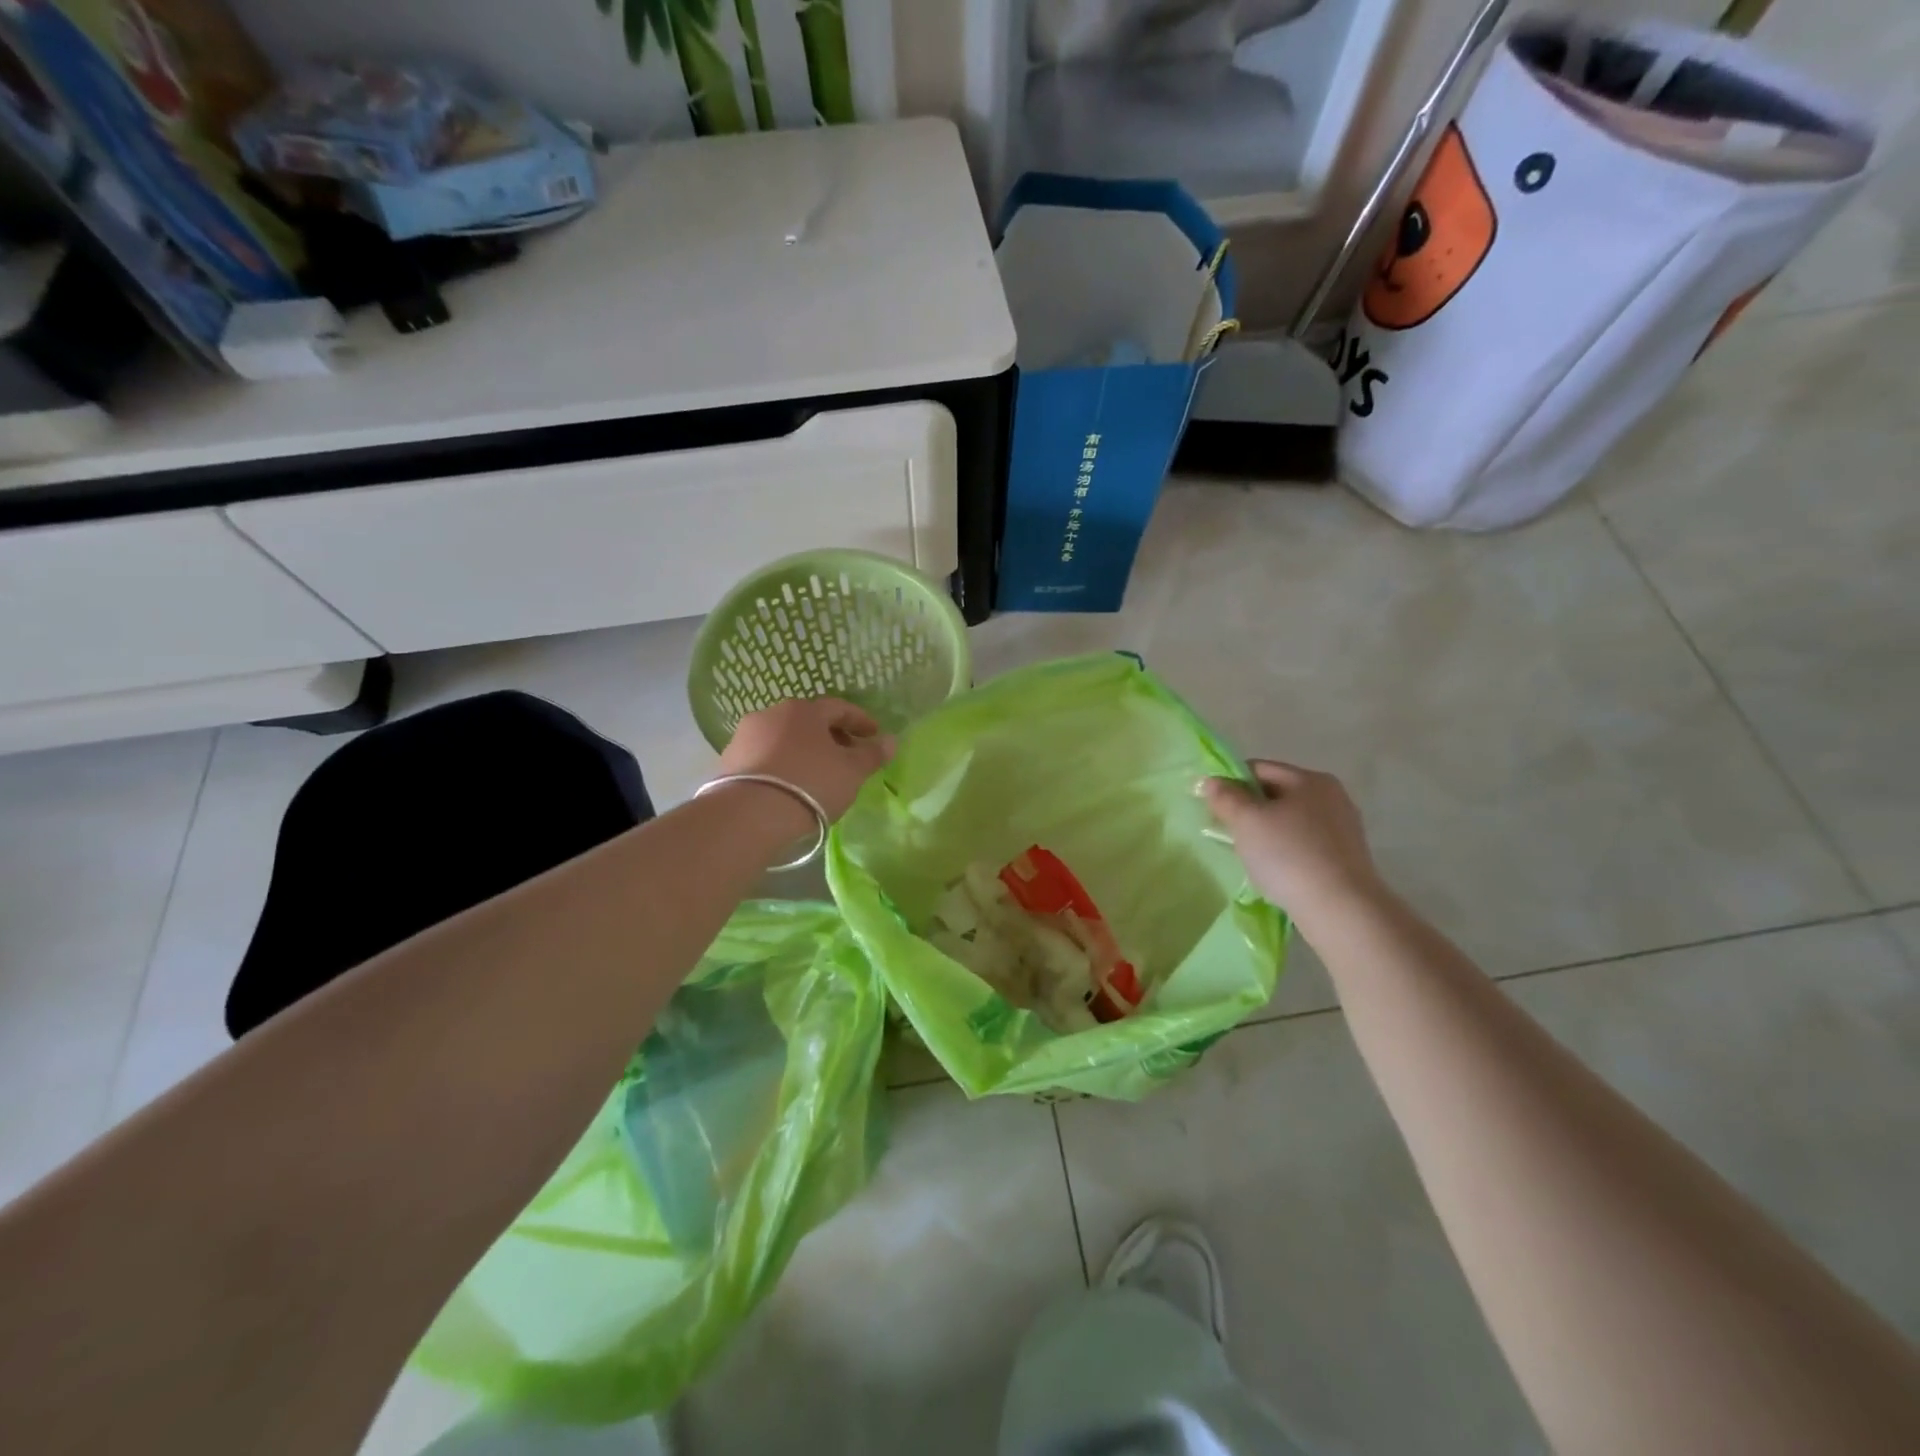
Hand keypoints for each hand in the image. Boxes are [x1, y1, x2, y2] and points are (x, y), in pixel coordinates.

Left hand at [718, 698, 894, 822]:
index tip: (875, 736)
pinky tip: (791, 785)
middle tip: (848, 757)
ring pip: (784, 738)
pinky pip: (765, 757)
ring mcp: (745, 736)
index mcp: (803, 709)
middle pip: (809, 721)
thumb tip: (891, 740)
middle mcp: (771, 714)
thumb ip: (872, 754)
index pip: (839, 708)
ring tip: (819, 774)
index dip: (861, 721)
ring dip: (804, 751)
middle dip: (831, 736)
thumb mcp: (851, 771)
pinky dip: (783, 765)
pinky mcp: (728, 761)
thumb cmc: (810, 784)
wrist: (749, 815)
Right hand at [1203, 761, 1383, 918]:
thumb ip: (1225, 797)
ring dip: (1266, 833)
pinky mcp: (1346, 857)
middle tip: (1228, 834)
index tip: (1213, 808)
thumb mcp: (1246, 821)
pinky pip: (1304, 844)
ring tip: (1250, 857)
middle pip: (1276, 794)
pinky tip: (1275, 872)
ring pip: (1289, 821)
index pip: (1258, 768)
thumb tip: (1212, 782)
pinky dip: (1285, 852)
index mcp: (1309, 779)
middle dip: (1248, 810)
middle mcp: (1331, 796)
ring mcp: (1342, 828)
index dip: (1230, 784)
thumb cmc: (1288, 855)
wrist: (1340, 909)